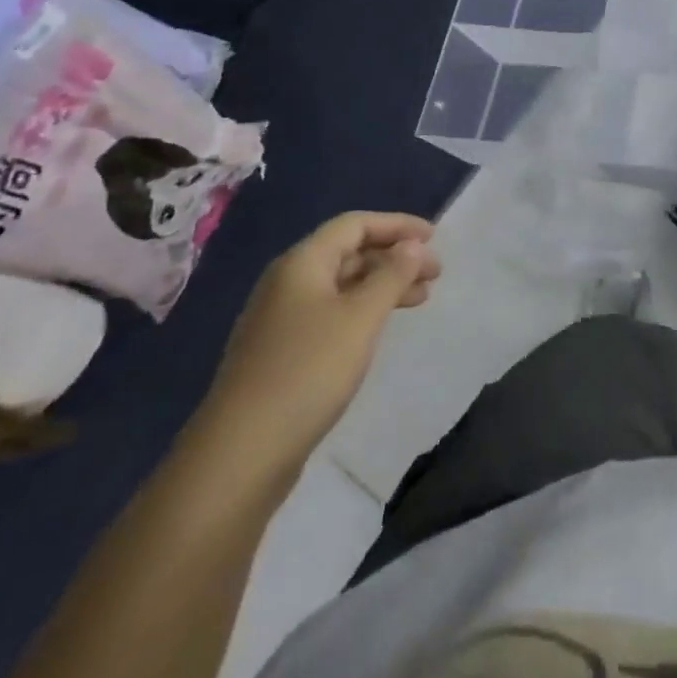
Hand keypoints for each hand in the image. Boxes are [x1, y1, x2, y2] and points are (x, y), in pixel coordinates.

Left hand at [190, 212, 439, 479]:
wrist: (241, 453)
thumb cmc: (308, 372)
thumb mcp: (361, 318)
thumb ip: (391, 276)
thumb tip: (413, 244)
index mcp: (302, 263)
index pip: (354, 225)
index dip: (397, 225)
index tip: (435, 237)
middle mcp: (288, 282)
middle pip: (348, 253)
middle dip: (394, 257)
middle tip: (435, 274)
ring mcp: (281, 319)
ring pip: (341, 285)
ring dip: (382, 285)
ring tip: (420, 299)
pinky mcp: (282, 352)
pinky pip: (331, 313)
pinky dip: (363, 311)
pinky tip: (380, 329)